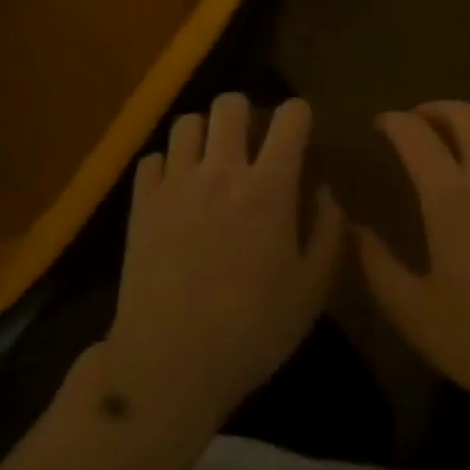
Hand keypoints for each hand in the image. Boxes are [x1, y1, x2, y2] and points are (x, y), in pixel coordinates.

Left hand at [101, 94, 343, 430]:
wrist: (168, 365)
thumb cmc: (250, 331)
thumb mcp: (311, 290)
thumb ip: (328, 232)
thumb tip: (325, 191)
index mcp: (268, 187)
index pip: (290, 117)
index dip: (299, 115)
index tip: (299, 132)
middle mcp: (222, 171)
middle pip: (230, 104)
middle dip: (245, 112)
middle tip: (250, 142)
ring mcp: (176, 184)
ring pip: (187, 122)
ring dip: (203, 134)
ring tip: (209, 160)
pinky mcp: (141, 203)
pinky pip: (152, 159)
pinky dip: (166, 165)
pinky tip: (174, 190)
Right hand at [357, 101, 469, 418]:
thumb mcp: (417, 314)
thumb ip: (379, 268)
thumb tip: (354, 229)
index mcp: (449, 195)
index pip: (415, 135)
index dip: (395, 121)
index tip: (381, 123)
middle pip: (463, 113)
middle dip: (435, 108)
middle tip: (419, 120)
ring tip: (462, 137)